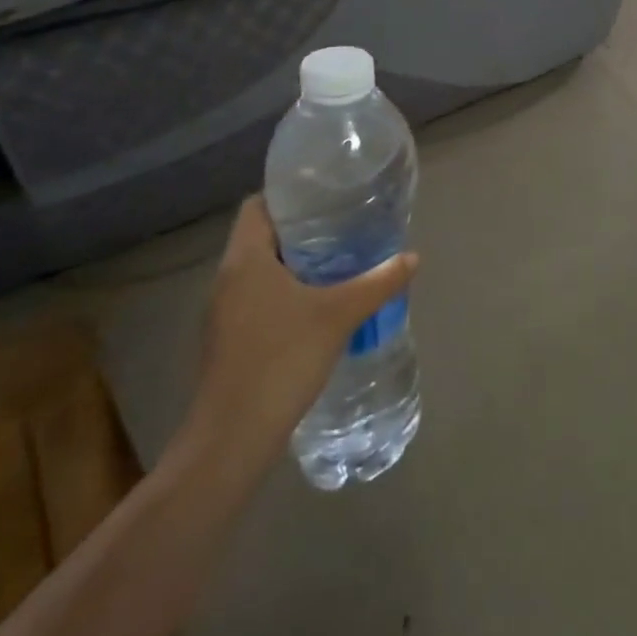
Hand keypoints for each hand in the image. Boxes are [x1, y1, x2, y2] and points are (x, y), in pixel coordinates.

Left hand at [180, 197, 417, 474]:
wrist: (231, 441)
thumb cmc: (281, 360)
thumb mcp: (340, 315)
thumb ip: (379, 282)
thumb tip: (413, 257)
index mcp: (245, 259)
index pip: (258, 205)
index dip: (290, 195)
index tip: (327, 196)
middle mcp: (228, 279)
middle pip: (263, 236)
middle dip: (303, 229)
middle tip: (345, 226)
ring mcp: (223, 313)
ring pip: (261, 270)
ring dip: (295, 263)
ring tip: (339, 262)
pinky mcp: (229, 341)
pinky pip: (258, 298)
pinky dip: (286, 292)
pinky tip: (318, 307)